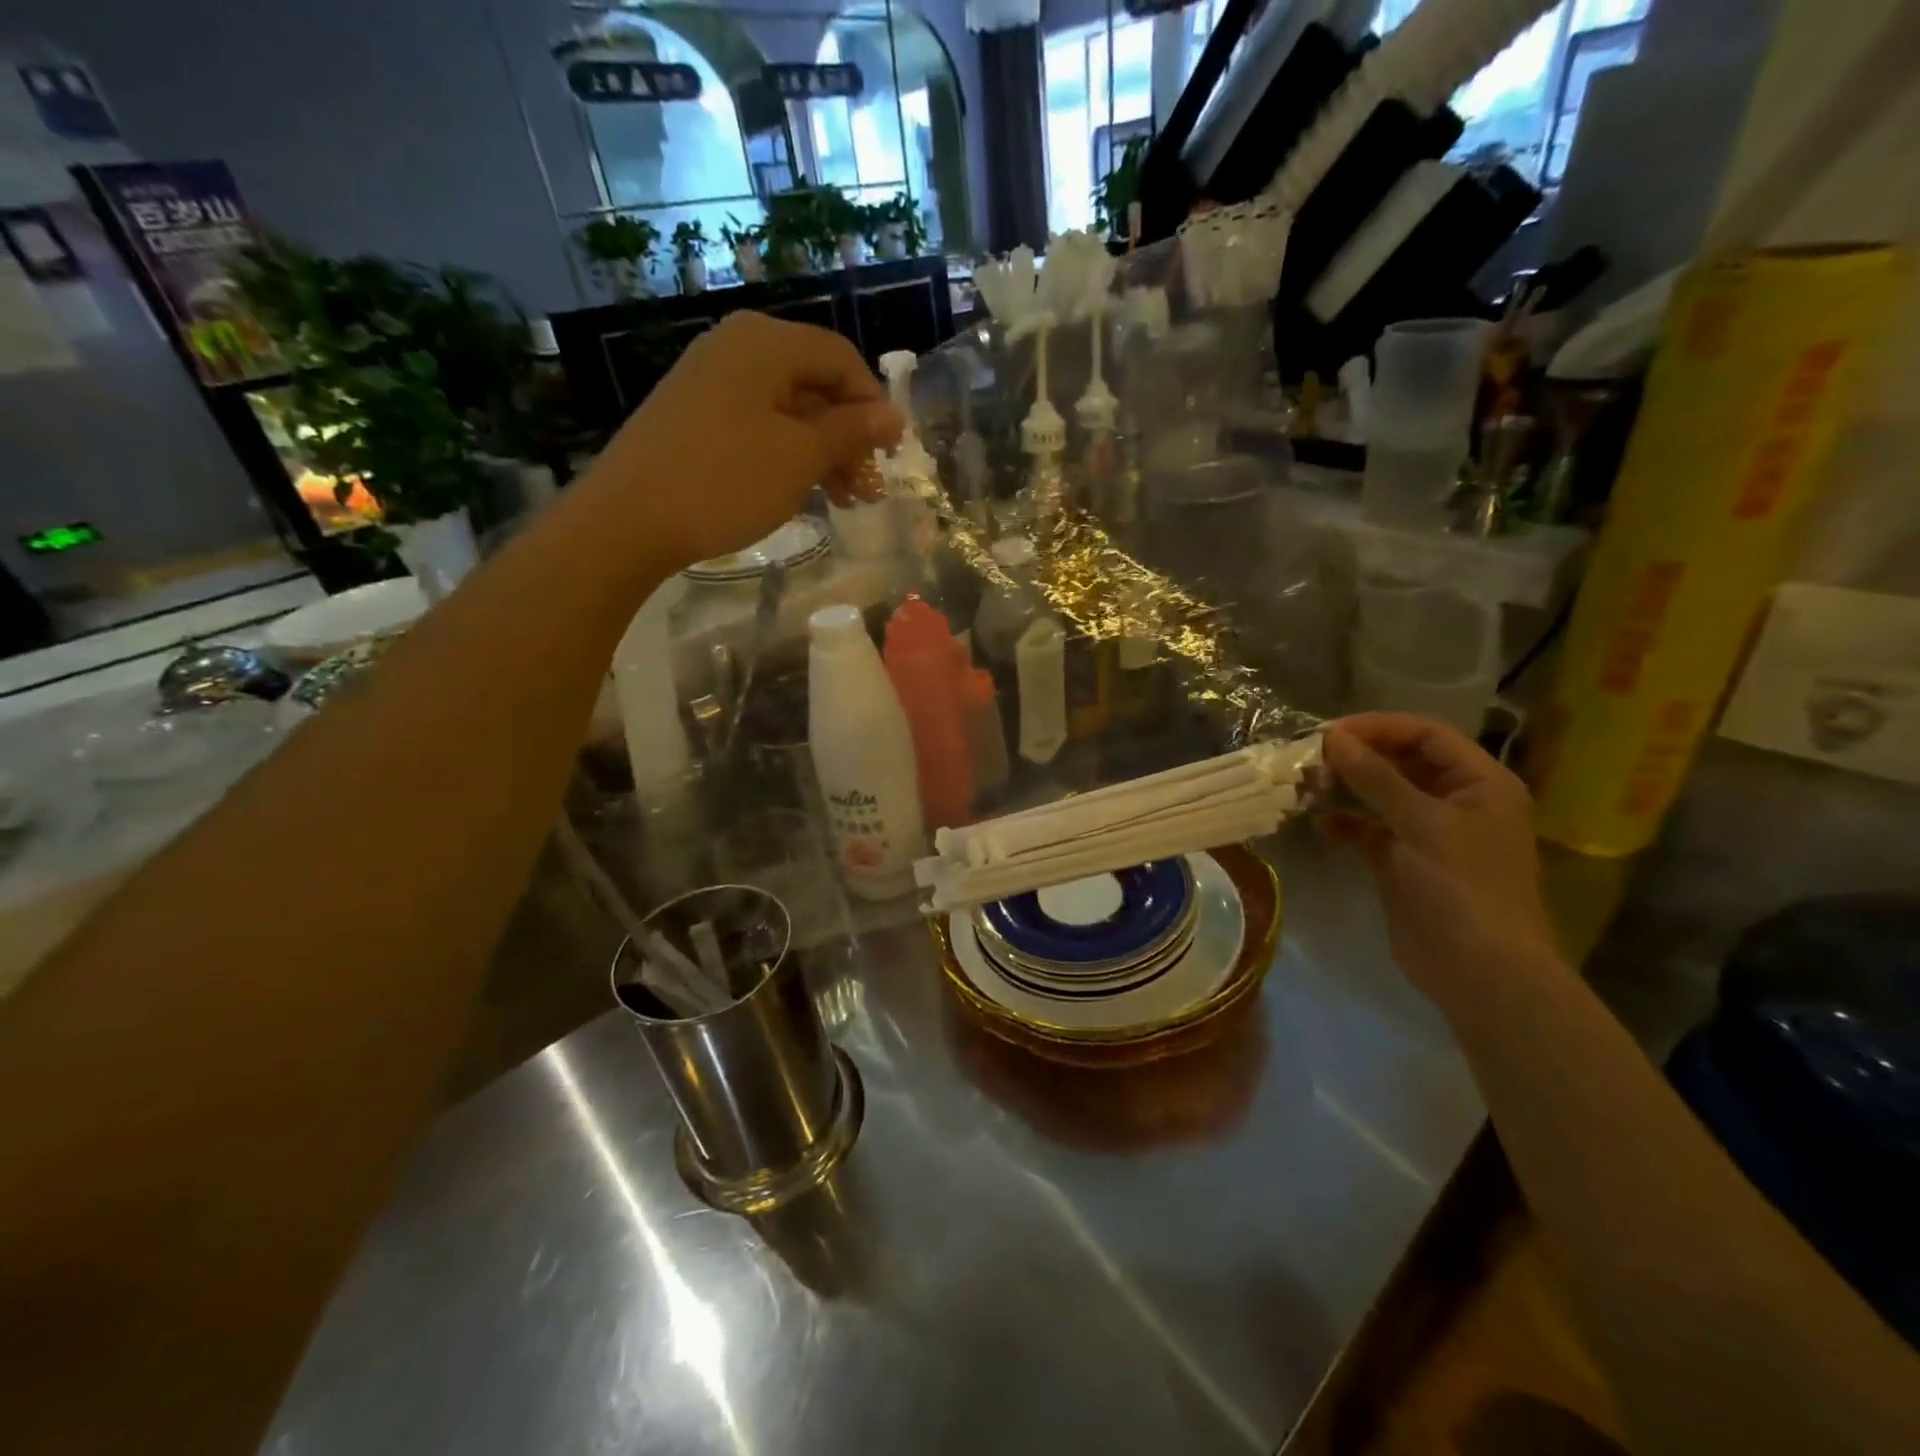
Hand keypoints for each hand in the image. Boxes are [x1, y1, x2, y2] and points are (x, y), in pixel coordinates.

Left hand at [589, 312, 902, 569]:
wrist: (629, 519)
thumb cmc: (726, 481)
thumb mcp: (800, 457)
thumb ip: (850, 432)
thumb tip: (891, 417)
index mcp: (765, 343)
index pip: (840, 358)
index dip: (873, 404)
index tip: (892, 453)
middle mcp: (736, 349)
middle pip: (814, 385)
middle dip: (848, 437)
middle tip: (868, 489)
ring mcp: (710, 382)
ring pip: (787, 411)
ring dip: (823, 453)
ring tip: (843, 502)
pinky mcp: (693, 416)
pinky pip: (757, 426)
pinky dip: (787, 456)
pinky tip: (801, 493)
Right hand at [1322, 713, 1557, 1003]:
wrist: (1478, 971)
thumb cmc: (1461, 887)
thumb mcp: (1420, 824)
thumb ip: (1375, 778)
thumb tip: (1333, 738)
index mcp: (1480, 783)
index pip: (1427, 735)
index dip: (1379, 728)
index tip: (1329, 733)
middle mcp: (1457, 801)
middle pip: (1402, 762)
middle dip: (1358, 758)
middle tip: (1311, 759)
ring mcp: (1429, 833)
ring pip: (1382, 795)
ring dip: (1347, 789)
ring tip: (1308, 787)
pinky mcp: (1404, 861)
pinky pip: (1370, 829)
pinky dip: (1346, 824)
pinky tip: (1321, 825)